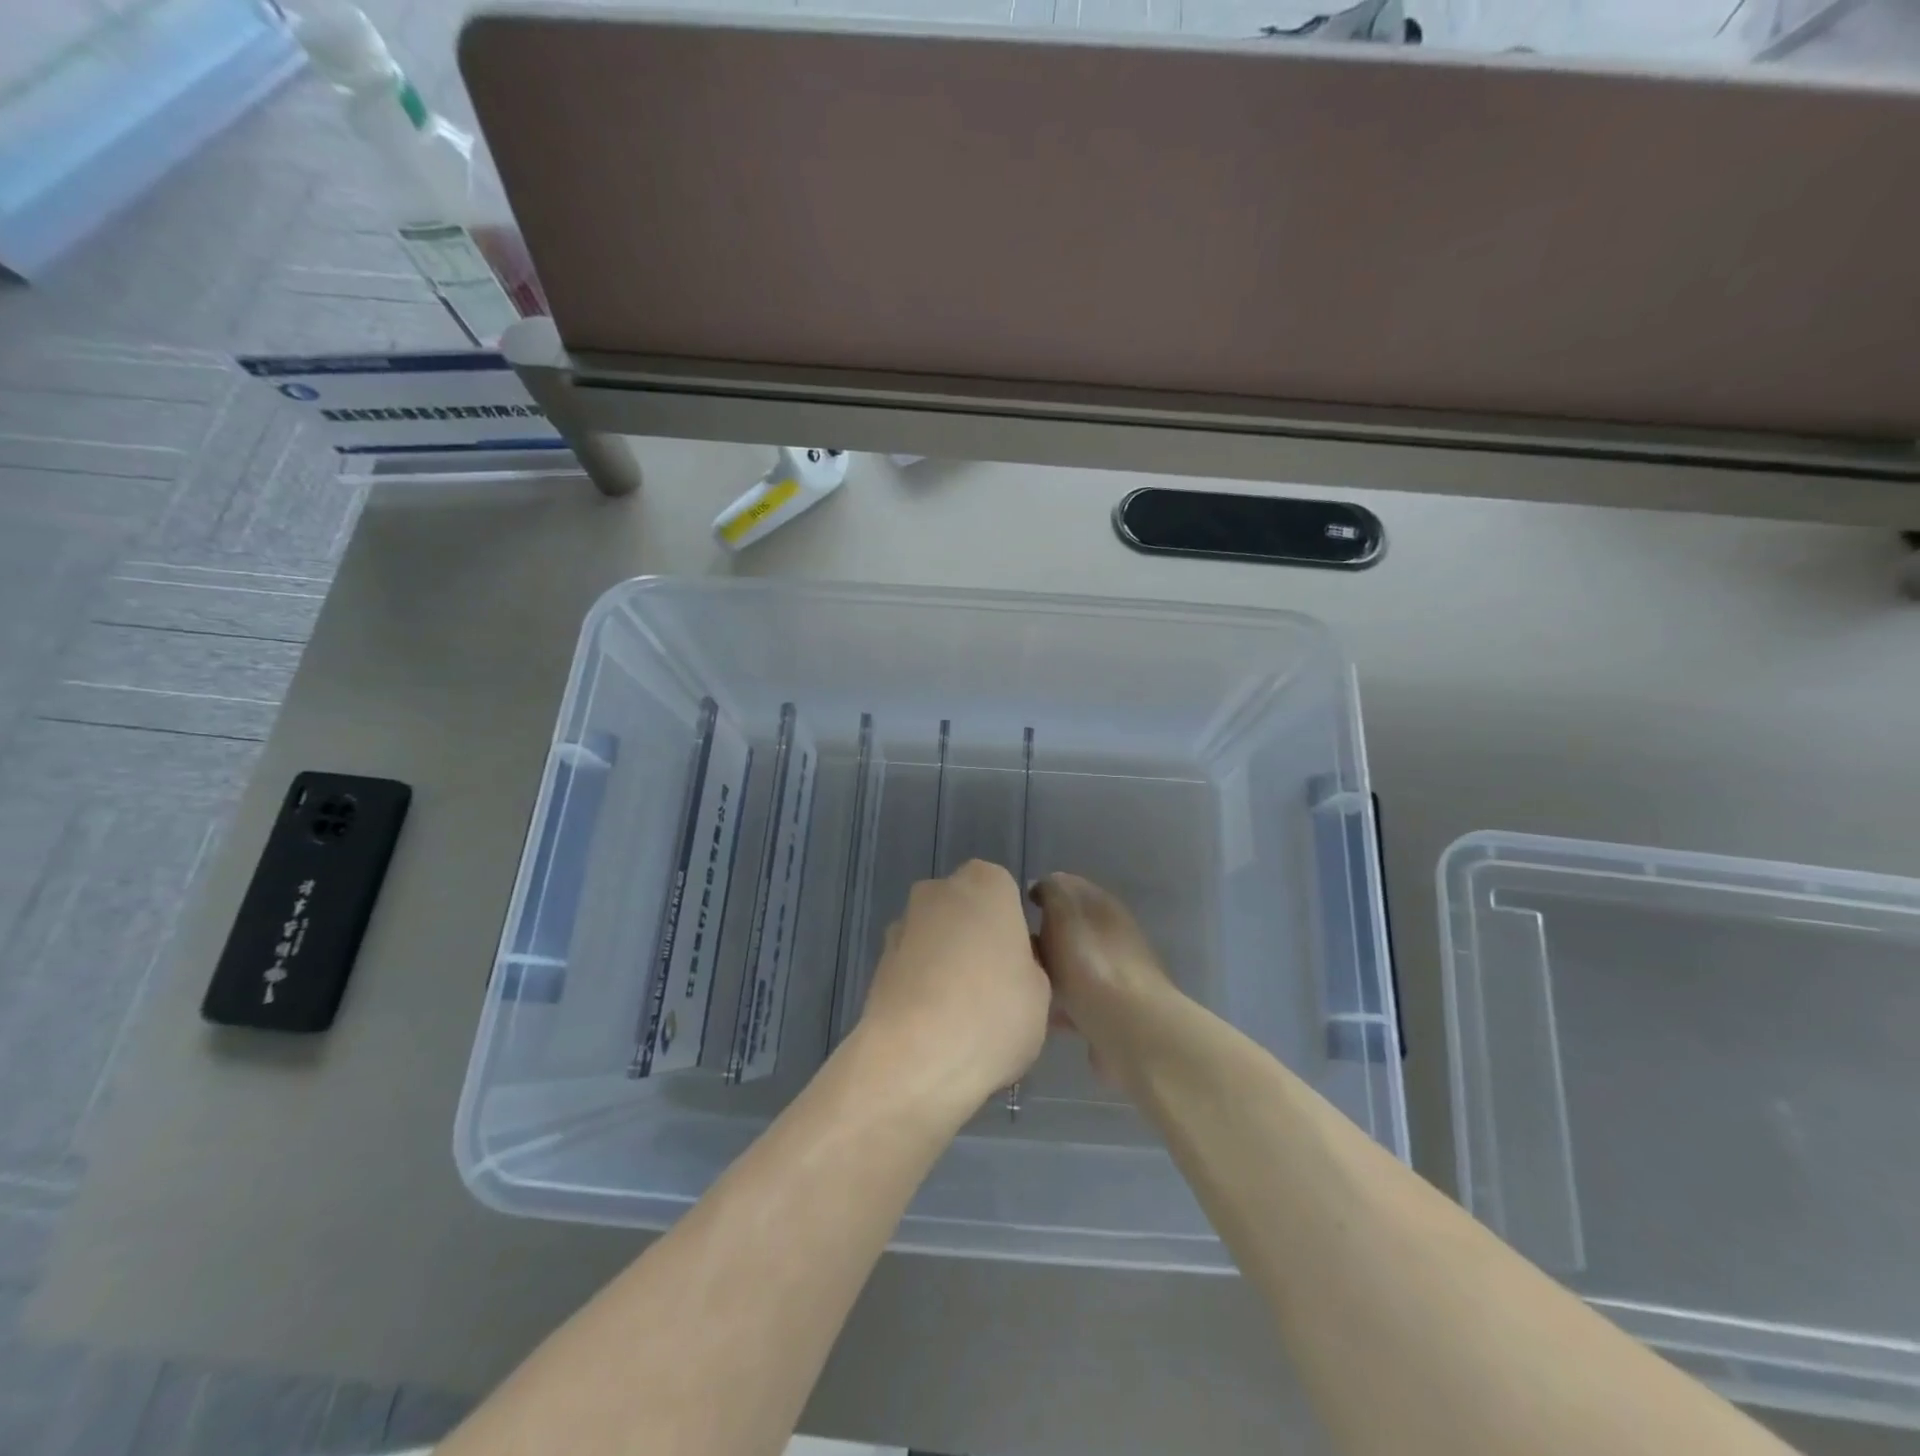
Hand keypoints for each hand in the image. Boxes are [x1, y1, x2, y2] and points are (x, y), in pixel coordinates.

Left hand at [855, 860, 1050, 1111]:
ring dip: (945, 963)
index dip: (1012, 929)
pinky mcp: (877, 962)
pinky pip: (912, 967)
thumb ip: (1027, 964)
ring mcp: (902, 924)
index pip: (1004, 893)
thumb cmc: (994, 1013)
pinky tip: (934, 1026)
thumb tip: (1011, 964)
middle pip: (964, 911)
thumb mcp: (1041, 992)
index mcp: (987, 884)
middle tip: (994, 989)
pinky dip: (922, 986)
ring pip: (935, 938)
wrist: (915, 1058)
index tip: (1019, 965)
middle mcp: (939, 891)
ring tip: (961, 1016)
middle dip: (975, 940)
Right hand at [1030, 872, 1179, 1082]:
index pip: (1070, 886)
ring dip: (1050, 972)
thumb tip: (1041, 885)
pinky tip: (1039, 1014)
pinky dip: (1059, 1005)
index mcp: (1104, 907)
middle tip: (1015, 949)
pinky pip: (1077, 1002)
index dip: (1043, 891)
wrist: (1129, 1029)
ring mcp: (1115, 976)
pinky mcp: (1112, 1012)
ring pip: (1073, 965)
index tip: (1018, 908)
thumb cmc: (1090, 964)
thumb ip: (1051, 892)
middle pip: (1071, 928)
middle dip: (1044, 936)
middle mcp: (1113, 936)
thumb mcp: (1064, 914)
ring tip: (1021, 983)